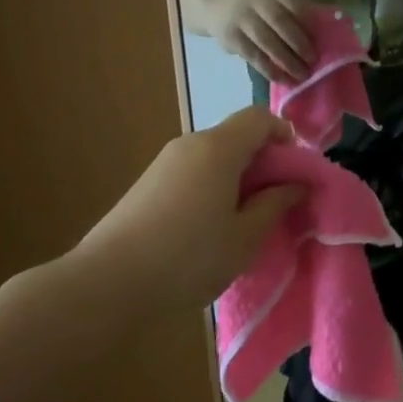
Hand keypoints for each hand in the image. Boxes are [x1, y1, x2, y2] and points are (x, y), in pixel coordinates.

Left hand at [72, 108, 306, 306]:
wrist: (105, 284)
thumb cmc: (188, 257)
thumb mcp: (245, 237)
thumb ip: (275, 204)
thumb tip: (296, 184)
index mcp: (219, 147)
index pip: (260, 117)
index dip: (285, 136)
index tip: (294, 173)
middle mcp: (191, 144)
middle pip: (237, 135)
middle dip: (263, 162)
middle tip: (274, 203)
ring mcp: (165, 163)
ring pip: (215, 156)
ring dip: (237, 177)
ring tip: (242, 221)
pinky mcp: (147, 184)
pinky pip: (193, 171)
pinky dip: (212, 187)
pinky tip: (207, 229)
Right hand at [212, 0, 313, 82]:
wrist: (219, 6)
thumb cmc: (262, 6)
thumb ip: (298, 10)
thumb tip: (323, 35)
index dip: (305, 15)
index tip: (319, 35)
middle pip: (279, 20)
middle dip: (299, 42)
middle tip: (314, 59)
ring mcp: (240, 17)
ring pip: (266, 41)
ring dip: (286, 60)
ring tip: (302, 74)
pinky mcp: (231, 37)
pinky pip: (253, 55)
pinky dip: (270, 69)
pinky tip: (283, 79)